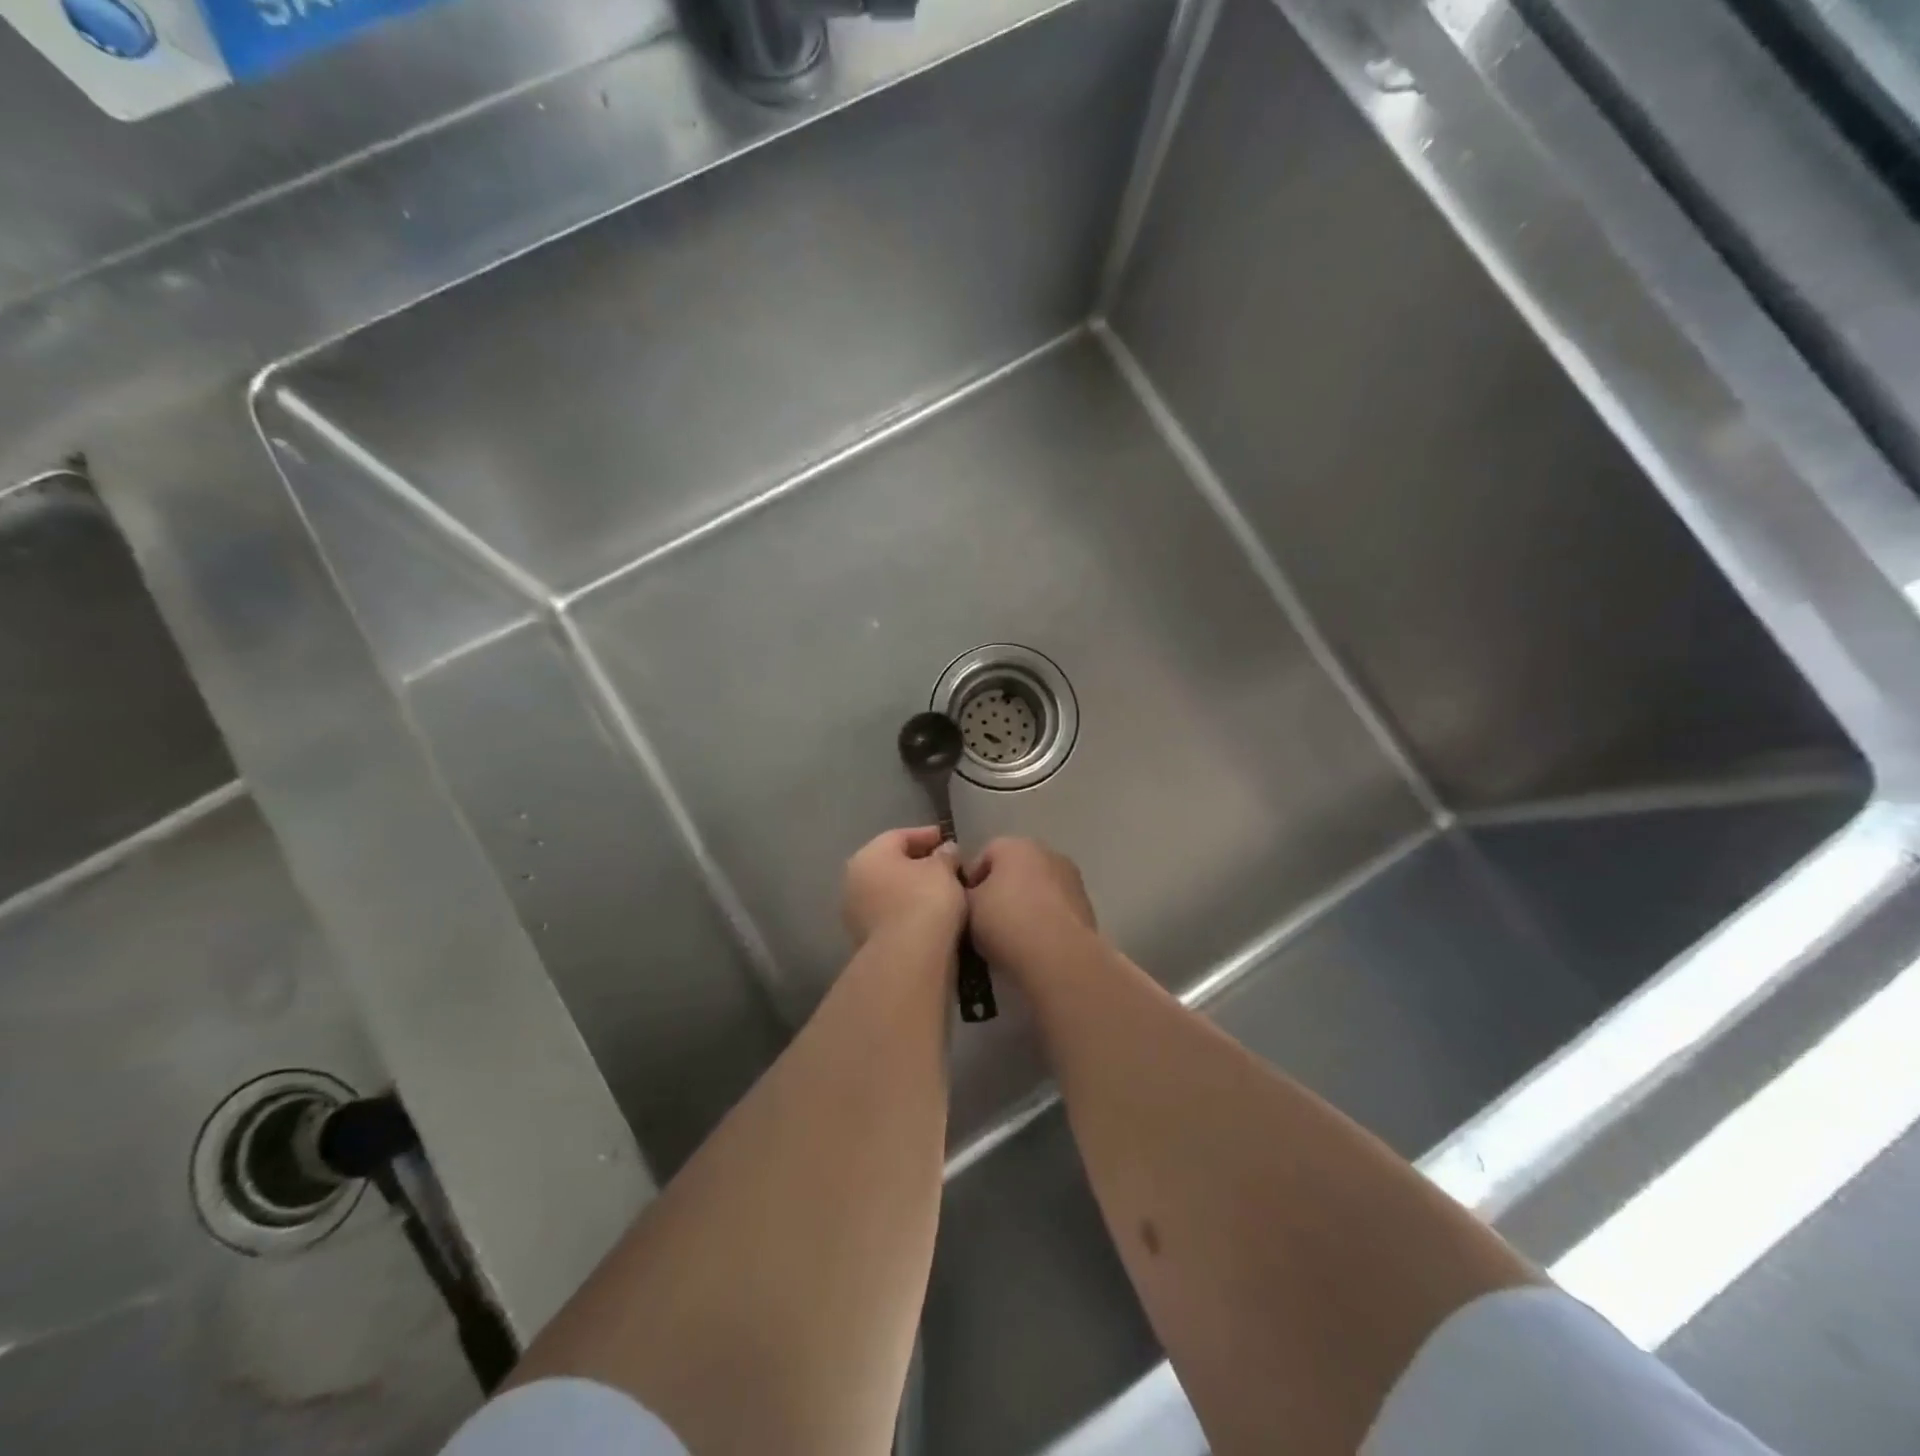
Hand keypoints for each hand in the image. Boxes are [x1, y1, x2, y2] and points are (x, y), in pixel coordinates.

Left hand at [843, 827, 966, 946]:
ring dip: (911, 888)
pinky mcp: (864, 939)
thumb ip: (945, 855)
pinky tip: (929, 913)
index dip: (925, 835)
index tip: (946, 839)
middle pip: (890, 864)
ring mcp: (855, 912)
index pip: (899, 837)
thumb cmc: (925, 900)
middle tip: (944, 864)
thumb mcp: (943, 870)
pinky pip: (890, 914)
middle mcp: (854, 880)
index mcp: (869, 856)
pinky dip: (907, 909)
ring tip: (941, 891)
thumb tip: (946, 850)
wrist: (907, 958)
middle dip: (917, 862)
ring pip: (888, 891)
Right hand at [964, 837, 1097, 976]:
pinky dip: (1045, 919)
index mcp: (1014, 846)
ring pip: (1039, 888)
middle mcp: (1046, 853)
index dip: (972, 880)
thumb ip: (966, 894)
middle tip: (987, 919)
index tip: (964, 906)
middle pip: (1015, 869)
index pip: (985, 855)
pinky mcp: (1086, 905)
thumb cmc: (1006, 921)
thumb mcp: (968, 907)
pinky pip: (1056, 908)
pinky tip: (1035, 943)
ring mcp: (1071, 878)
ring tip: (1012, 935)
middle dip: (1002, 890)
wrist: (1059, 954)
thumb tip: (973, 895)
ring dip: (1026, 904)